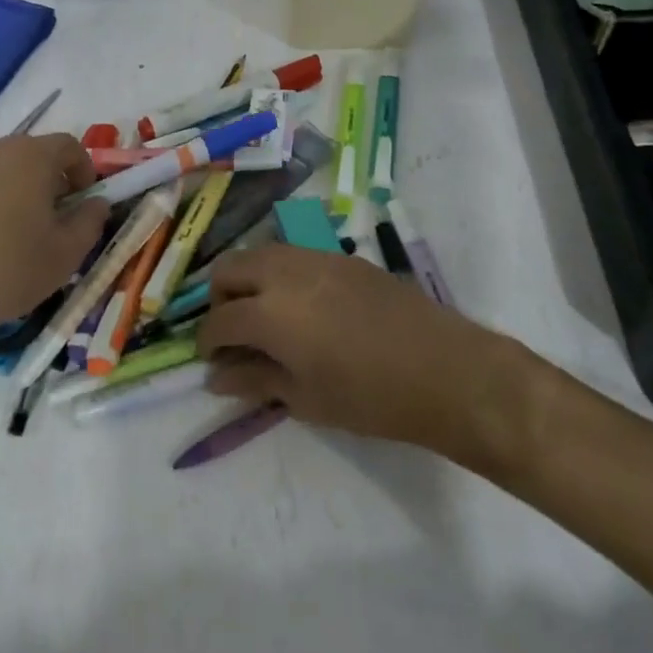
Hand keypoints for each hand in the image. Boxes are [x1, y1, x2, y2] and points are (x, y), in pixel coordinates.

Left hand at [0, 133, 109, 354]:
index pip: (70, 145)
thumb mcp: (67, 253)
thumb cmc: (9, 270)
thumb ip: (91, 221)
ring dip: (18, 191)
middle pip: (34, 154)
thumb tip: (96, 203)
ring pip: (2, 170)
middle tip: (55, 219)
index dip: (85, 171)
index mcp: (31, 156)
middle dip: (52, 180)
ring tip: (18, 233)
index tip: (84, 203)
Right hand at [197, 244, 545, 466]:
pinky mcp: (342, 256)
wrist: (445, 369)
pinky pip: (294, 255)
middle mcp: (285, 272)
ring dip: (250, 281)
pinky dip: (281, 275)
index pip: (219, 321)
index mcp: (269, 312)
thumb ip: (255, 381)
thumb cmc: (371, 397)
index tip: (212, 361)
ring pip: (260, 254)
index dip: (207, 342)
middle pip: (229, 269)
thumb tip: (216, 377)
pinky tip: (303, 308)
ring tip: (266, 319)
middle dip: (220, 300)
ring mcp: (315, 258)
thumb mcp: (306, 398)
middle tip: (235, 334)